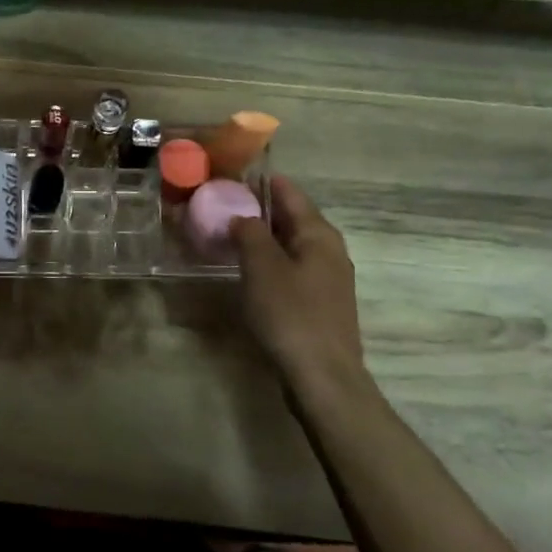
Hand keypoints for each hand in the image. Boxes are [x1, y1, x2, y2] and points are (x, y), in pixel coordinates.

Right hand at [232, 176, 369, 398]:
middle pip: (292, 218)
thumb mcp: (262, 267)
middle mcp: (329, 250)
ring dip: (263, 237)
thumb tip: (241, 215)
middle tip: (222, 204)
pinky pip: (291, 268)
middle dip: (259, 209)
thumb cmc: (291, 314)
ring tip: (229, 233)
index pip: (290, 193)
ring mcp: (328, 278)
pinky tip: (248, 270)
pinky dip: (269, 261)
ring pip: (291, 245)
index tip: (231, 175)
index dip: (261, 182)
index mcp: (319, 234)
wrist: (322, 377)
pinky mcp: (320, 303)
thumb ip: (250, 233)